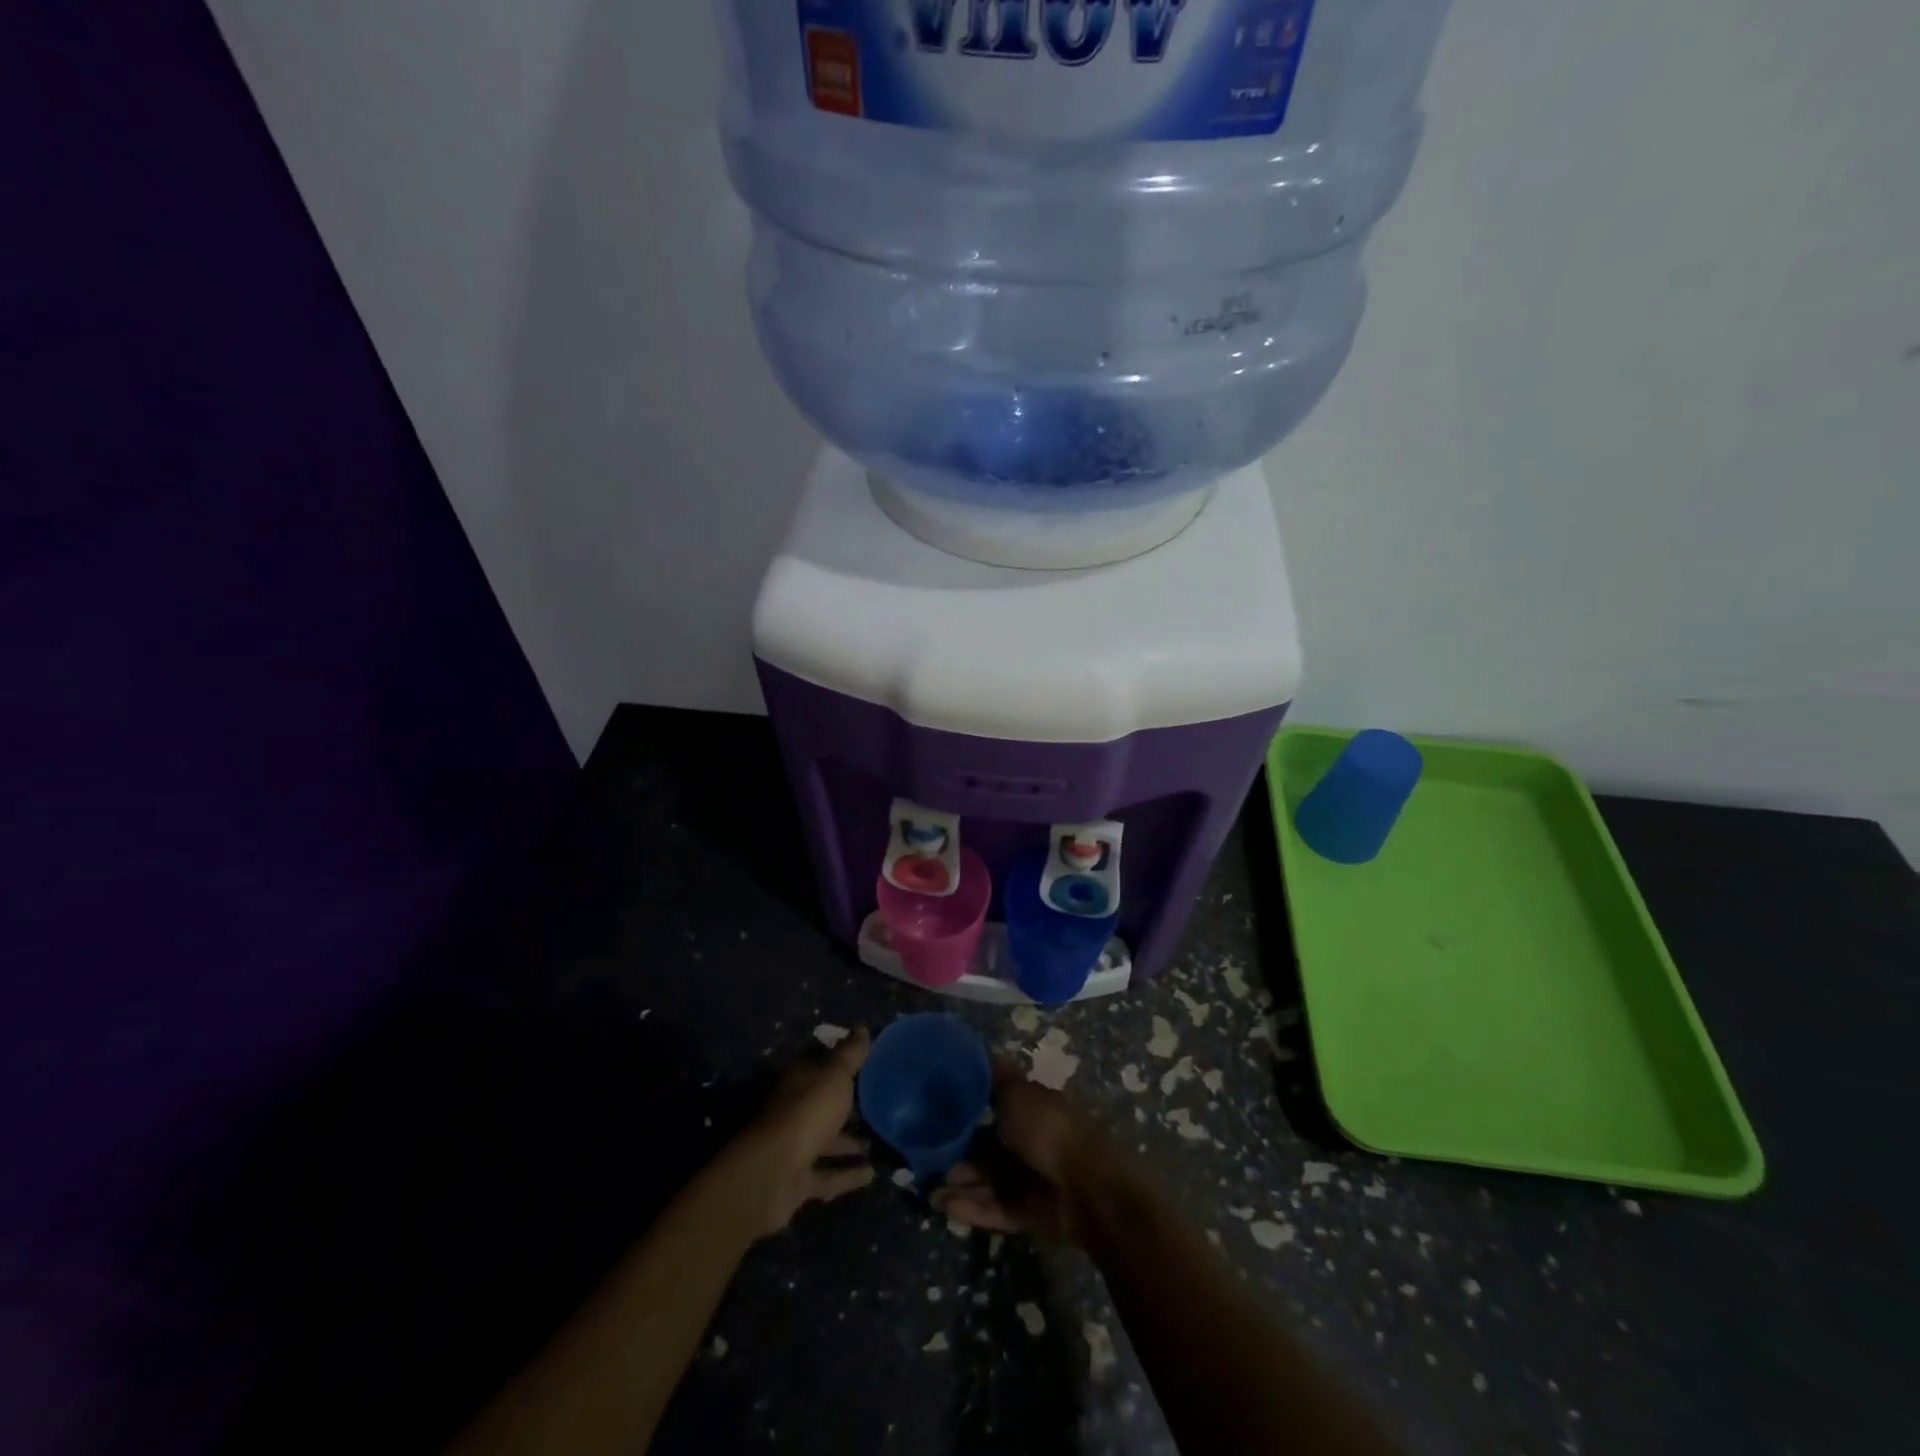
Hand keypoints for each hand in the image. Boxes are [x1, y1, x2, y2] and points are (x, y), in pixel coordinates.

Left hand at [732, 1027, 875, 1236]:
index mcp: (796, 1081)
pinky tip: (872, 1174)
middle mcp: (791, 1111)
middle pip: (821, 1105)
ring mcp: (792, 1148)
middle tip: (876, 1104)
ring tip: (878, 1142)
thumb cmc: (806, 1111)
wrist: (772, 1173)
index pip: (818, 1064)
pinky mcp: (796, 1182)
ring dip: (848, 1143)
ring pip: (824, 1141)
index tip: (864, 1061)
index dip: (839, 1061)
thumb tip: (862, 1027)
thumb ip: (850, 1054)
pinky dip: (847, 1174)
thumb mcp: (834, 1074)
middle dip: (844, 1106)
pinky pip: (827, 1175)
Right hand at [931, 1062, 1116, 1244]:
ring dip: (960, 1183)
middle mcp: (1030, 1141)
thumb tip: (980, 1052)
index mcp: (1031, 1108)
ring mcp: (1030, 1179)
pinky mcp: (1028, 1213)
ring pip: (988, 1179)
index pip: (996, 1104)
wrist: (1087, 1188)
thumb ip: (996, 1079)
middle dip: (959, 1152)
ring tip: (929, 1189)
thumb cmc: (1049, 1130)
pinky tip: (943, 1205)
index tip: (937, 1109)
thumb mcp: (1018, 1094)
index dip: (968, 1107)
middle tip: (927, 1156)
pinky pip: (994, 1207)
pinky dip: (971, 1206)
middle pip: (988, 1146)